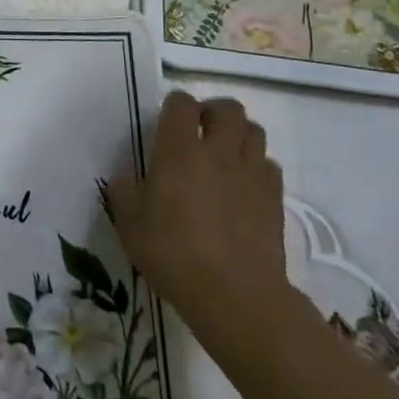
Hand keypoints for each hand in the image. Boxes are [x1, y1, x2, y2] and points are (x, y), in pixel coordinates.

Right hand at [109, 93, 293, 361]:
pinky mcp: (274, 197)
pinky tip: (243, 184)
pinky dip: (256, 165)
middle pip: (228, 108)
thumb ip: (124, 193)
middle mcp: (218, 152)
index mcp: (179, 151)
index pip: (181, 104)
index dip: (174, 105)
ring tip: (223, 153)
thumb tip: (125, 177)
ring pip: (255, 130)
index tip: (167, 120)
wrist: (235, 295)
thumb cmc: (174, 254)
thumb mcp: (130, 225)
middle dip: (213, 111)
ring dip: (238, 134)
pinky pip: (268, 164)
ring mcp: (251, 173)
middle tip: (199, 130)